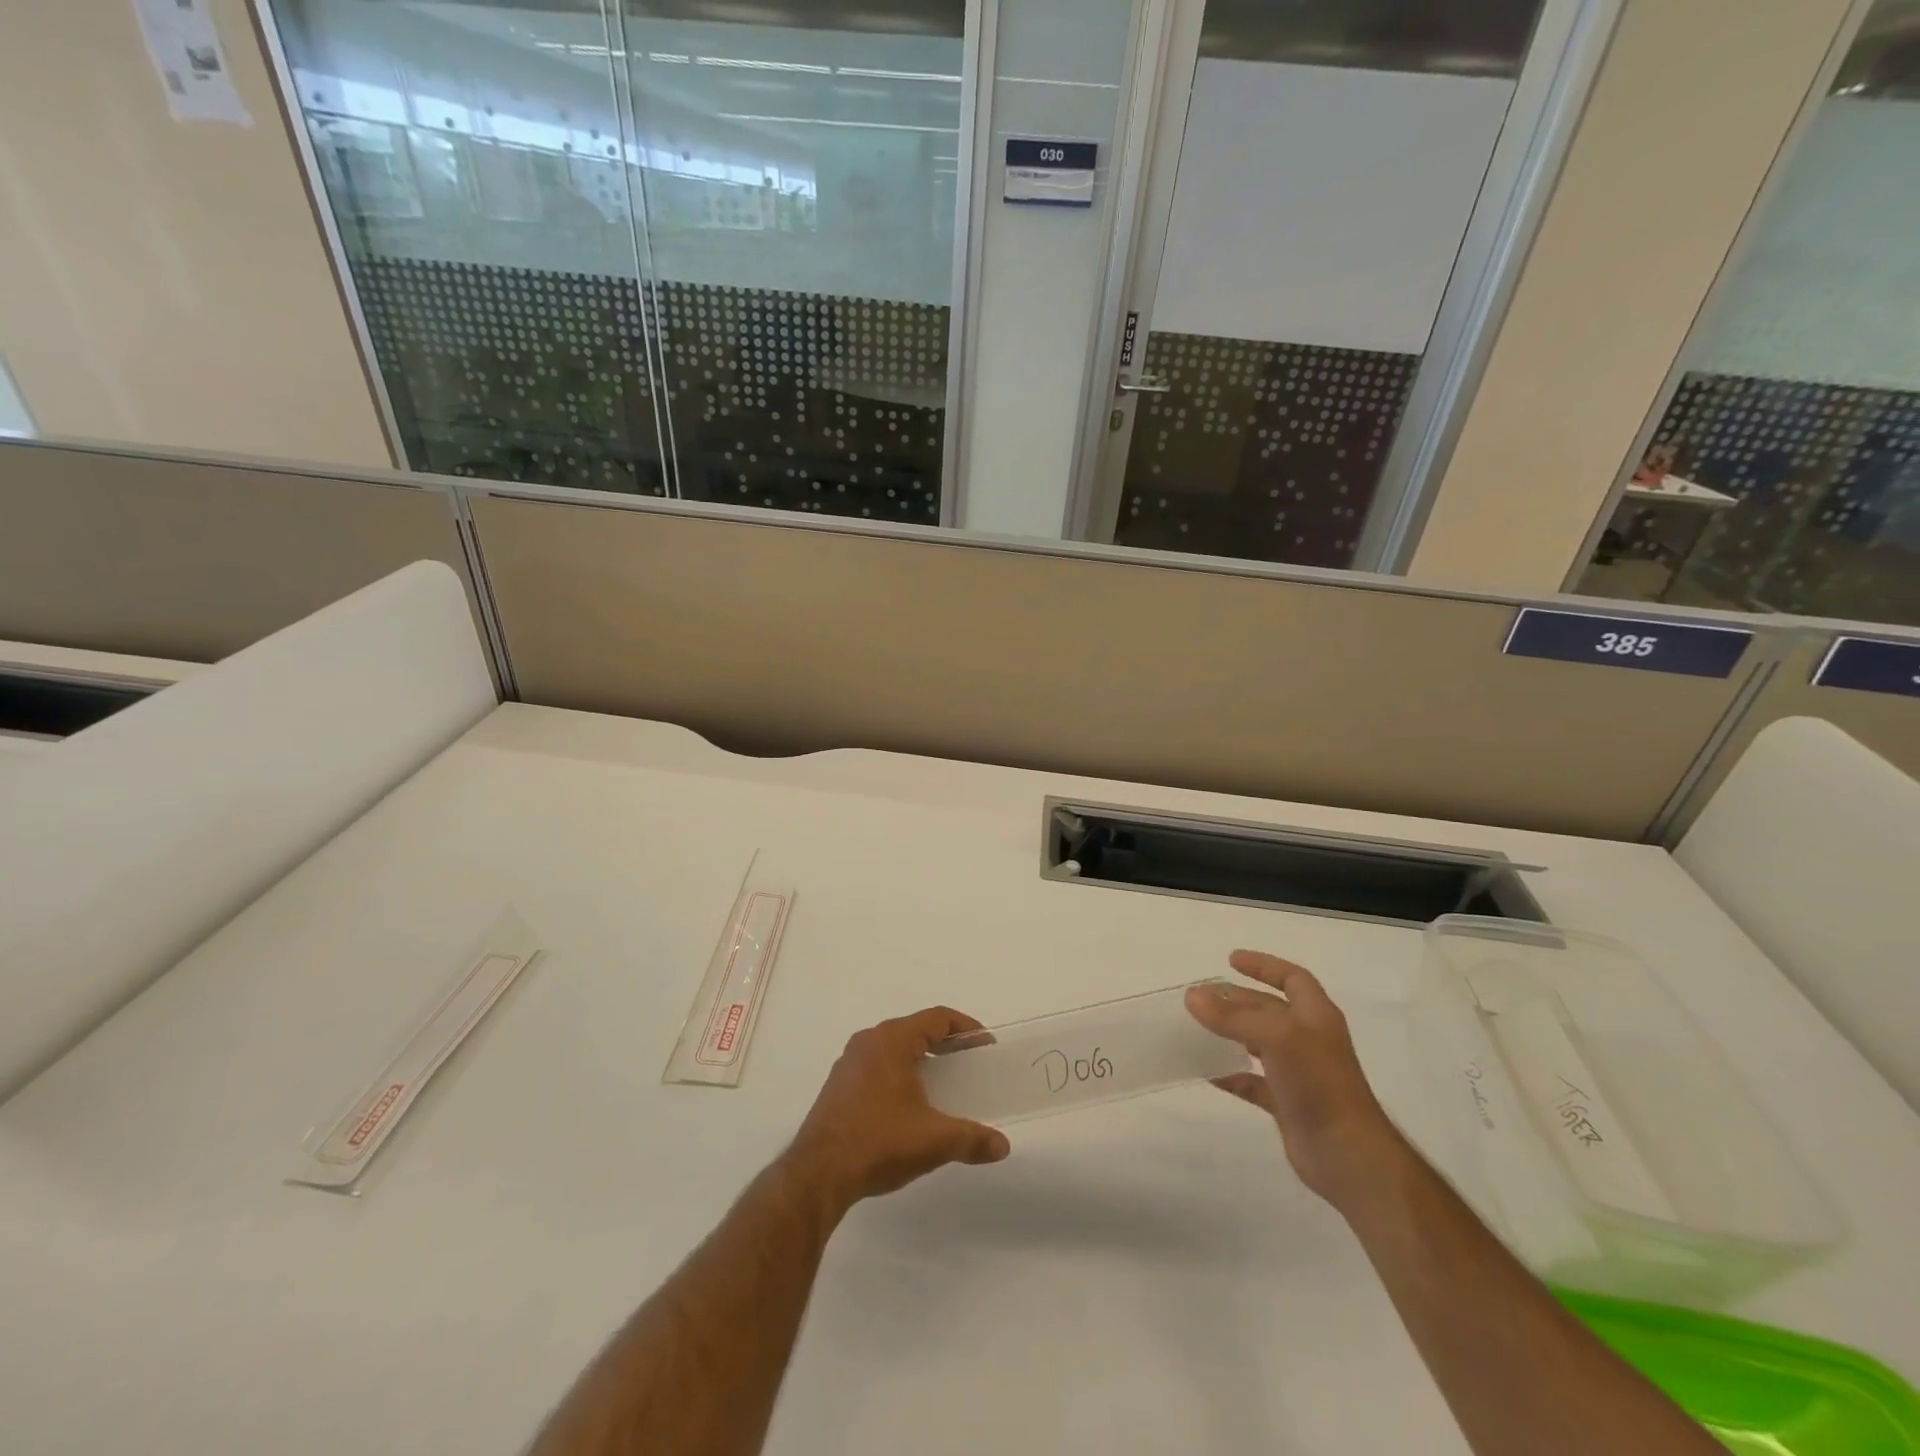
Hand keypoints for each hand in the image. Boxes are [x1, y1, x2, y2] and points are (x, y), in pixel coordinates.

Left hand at [785, 1006, 1010, 1216]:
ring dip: (921, 1060)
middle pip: (915, 1030)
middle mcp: (868, 1041)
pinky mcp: (838, 1086)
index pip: (937, 1018)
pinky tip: (910, 1104)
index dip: (966, 1028)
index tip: (986, 1045)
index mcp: (892, 1040)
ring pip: (894, 1048)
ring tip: (944, 1084)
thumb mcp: (934, 1140)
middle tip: (970, 1064)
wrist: (818, 1174)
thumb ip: (972, 1139)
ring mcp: (849, 1063)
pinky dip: (900, 1074)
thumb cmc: (879, 1142)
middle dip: (945, 1044)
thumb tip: (1003, 1146)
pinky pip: (877, 1066)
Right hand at [1186, 950, 1407, 1209]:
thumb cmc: (1319, 1083)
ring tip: (1198, 1028)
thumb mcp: (1276, 1037)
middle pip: (1269, 1009)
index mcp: (1316, 1016)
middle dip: (1236, 999)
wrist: (1348, 1155)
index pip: (1292, 978)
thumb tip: (1193, 997)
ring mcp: (1299, 1073)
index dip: (1264, 965)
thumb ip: (1233, 1016)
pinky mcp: (1288, 1104)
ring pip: (1259, 1043)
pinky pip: (1253, 1082)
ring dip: (1231, 1033)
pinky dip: (1231, 1074)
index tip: (1230, 960)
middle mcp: (1309, 1040)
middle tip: (1200, 997)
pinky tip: (1207, 1073)